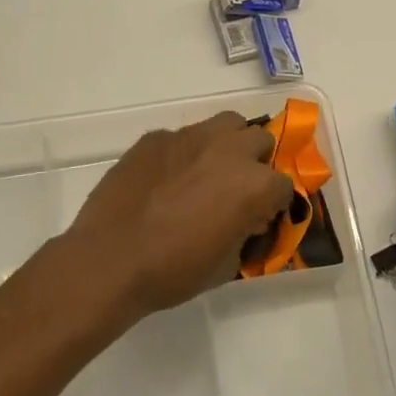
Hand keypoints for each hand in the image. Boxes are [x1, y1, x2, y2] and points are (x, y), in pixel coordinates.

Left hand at [63, 112, 293, 317]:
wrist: (110, 259)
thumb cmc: (174, 271)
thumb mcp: (226, 265)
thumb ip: (245, 233)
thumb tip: (245, 221)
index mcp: (254, 184)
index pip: (284, 186)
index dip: (274, 204)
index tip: (258, 218)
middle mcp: (229, 150)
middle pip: (260, 140)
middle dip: (255, 163)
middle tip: (236, 189)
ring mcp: (190, 137)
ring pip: (226, 124)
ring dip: (227, 143)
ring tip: (208, 170)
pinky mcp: (156, 137)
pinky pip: (182, 137)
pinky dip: (184, 153)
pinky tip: (165, 179)